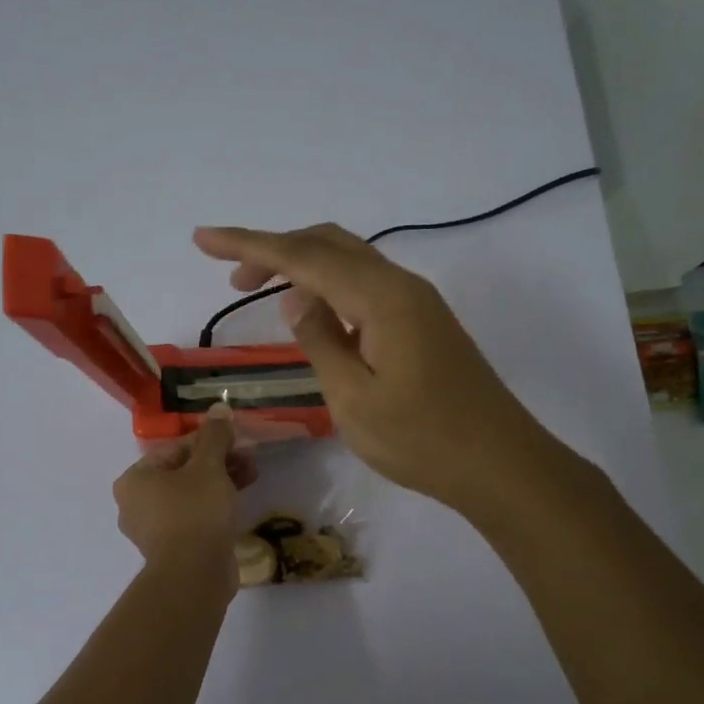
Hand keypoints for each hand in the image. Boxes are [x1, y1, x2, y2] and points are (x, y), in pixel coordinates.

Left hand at [113, 402, 254, 576]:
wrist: (194, 575)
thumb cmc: (195, 512)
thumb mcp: (209, 467)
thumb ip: (214, 436)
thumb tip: (219, 408)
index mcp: (134, 480)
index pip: (175, 449)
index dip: (209, 441)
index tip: (237, 440)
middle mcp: (135, 503)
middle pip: (182, 472)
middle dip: (218, 463)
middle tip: (248, 459)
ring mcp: (152, 530)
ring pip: (189, 496)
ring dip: (219, 483)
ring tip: (251, 477)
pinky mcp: (171, 549)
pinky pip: (192, 518)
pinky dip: (212, 508)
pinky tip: (237, 503)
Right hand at [192, 223, 566, 514]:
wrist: (500, 464)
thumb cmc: (423, 440)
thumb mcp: (354, 399)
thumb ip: (320, 341)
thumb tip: (295, 299)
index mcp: (381, 298)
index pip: (304, 256)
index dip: (249, 245)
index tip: (203, 238)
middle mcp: (401, 286)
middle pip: (329, 244)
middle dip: (276, 250)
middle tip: (232, 277)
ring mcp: (417, 303)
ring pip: (350, 262)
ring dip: (303, 266)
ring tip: (261, 290)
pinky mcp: (424, 324)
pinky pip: (366, 287)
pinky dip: (330, 287)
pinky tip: (314, 314)